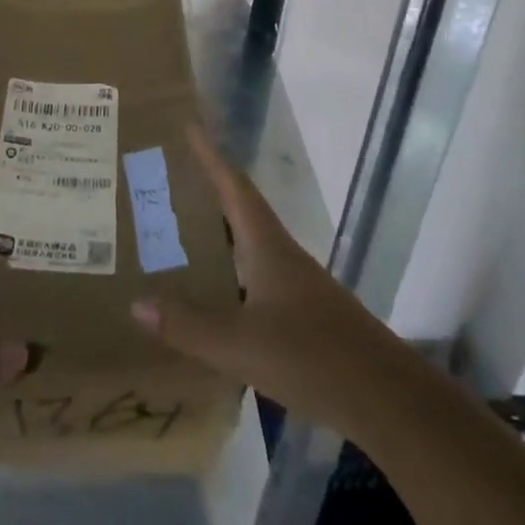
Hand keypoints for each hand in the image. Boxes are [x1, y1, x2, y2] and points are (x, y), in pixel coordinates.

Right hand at [130, 126, 380, 433]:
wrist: (389, 399)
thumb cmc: (312, 356)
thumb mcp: (239, 345)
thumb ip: (187, 326)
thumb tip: (135, 303)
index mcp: (266, 246)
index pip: (233, 186)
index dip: (210, 156)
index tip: (190, 125)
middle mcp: (282, 255)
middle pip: (241, 210)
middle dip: (207, 190)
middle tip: (169, 178)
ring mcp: (297, 285)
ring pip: (249, 245)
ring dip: (218, 232)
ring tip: (180, 230)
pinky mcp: (306, 314)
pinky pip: (257, 276)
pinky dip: (231, 270)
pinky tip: (215, 293)